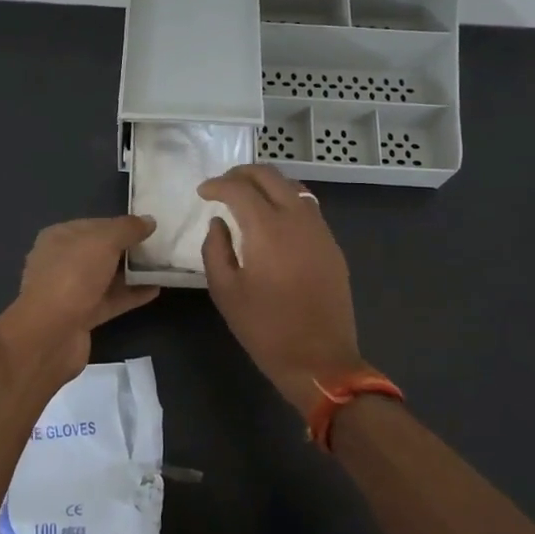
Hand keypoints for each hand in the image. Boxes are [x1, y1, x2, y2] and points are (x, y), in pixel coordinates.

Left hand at [0, 216, 160, 387]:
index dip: (121, 225)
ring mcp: (70, 291)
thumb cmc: (73, 276)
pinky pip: (110, 300)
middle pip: (100, 251)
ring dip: (132, 273)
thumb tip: (149, 221)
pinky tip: (155, 290)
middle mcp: (61, 262)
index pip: (95, 225)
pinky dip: (130, 295)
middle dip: (128, 249)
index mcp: (59, 237)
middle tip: (159, 247)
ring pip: (106, 277)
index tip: (149, 227)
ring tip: (162, 267)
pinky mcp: (81, 317)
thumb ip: (127, 229)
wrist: (50, 335)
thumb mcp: (103, 242)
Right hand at [198, 165, 365, 416]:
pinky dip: (286, 200)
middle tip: (222, 185)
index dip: (217, 185)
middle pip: (270, 176)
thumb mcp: (225, 292)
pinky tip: (273, 218)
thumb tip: (219, 222)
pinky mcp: (331, 244)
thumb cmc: (265, 328)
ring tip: (246, 196)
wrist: (320, 360)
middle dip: (242, 173)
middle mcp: (297, 219)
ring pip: (292, 186)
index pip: (239, 188)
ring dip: (267, 184)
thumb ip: (215, 249)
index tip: (202, 192)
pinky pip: (307, 206)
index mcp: (267, 229)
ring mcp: (320, 230)